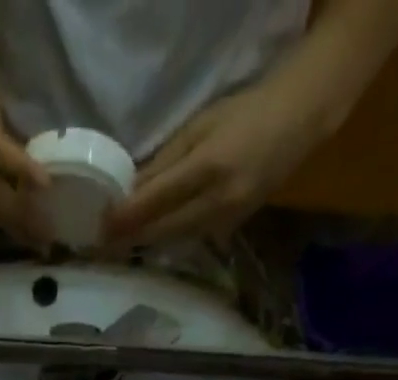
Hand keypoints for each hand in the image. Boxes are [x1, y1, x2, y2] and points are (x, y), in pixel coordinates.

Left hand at [104, 73, 321, 248]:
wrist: (297, 122)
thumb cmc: (244, 114)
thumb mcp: (198, 127)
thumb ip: (164, 163)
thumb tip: (128, 191)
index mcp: (207, 169)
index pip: (155, 202)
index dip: (125, 218)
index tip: (100, 228)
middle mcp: (215, 202)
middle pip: (161, 230)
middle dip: (130, 239)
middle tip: (101, 245)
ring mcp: (225, 221)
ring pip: (174, 240)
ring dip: (146, 244)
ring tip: (118, 246)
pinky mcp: (230, 230)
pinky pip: (190, 239)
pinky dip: (167, 240)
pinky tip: (150, 240)